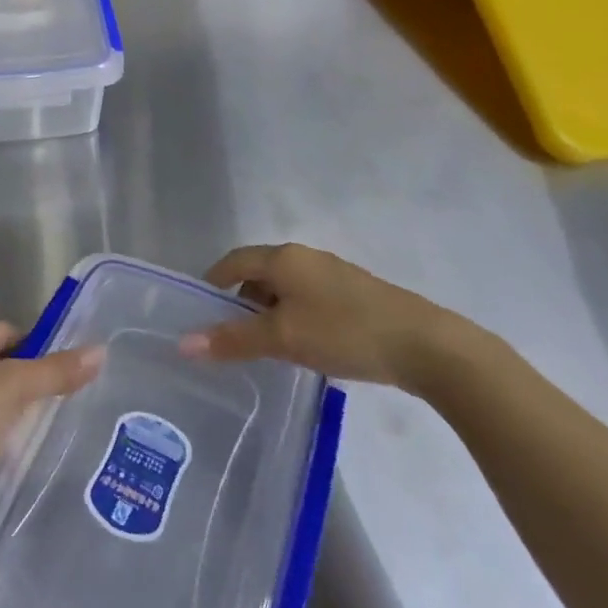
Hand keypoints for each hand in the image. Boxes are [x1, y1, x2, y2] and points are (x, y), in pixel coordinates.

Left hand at [0, 323, 104, 530]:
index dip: (39, 342)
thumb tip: (100, 350)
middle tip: (77, 402)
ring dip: (23, 422)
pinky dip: (7, 450)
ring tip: (65, 436)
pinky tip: (31, 465)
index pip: (11, 332)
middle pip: (7, 371)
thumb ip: (56, 371)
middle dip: (37, 386)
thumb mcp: (13, 388)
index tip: (71, 363)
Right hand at [180, 243, 461, 390]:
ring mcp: (333, 275)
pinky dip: (294, 318)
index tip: (199, 313)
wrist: (424, 345)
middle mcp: (305, 258)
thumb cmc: (343, 332)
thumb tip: (183, 343)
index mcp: (284, 258)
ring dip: (269, 314)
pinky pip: (308, 300)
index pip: (234, 261)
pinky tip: (303, 347)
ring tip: (265, 349)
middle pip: (259, 274)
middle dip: (240, 304)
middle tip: (230, 339)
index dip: (213, 283)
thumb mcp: (282, 338)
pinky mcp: (354, 295)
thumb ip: (233, 340)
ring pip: (285, 289)